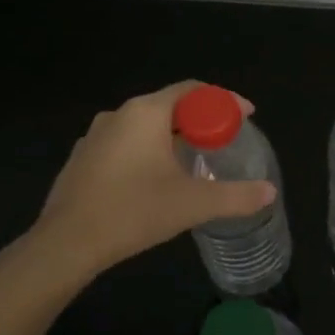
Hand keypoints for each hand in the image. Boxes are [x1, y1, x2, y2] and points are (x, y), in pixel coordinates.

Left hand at [0, 81, 275, 309]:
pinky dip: (147, 151)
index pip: (194, 90)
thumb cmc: (133, 212)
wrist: (66, 245)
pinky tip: (154, 180)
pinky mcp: (82, 159)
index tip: (246, 117)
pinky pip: (125, 143)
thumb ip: (236, 196)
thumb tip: (269, 192)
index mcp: (147, 112)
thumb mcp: (193, 204)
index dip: (224, 101)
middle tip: (223, 142)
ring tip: (193, 161)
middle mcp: (119, 114)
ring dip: (172, 137)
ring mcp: (95, 136)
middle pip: (170, 105)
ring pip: (145, 125)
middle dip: (200, 120)